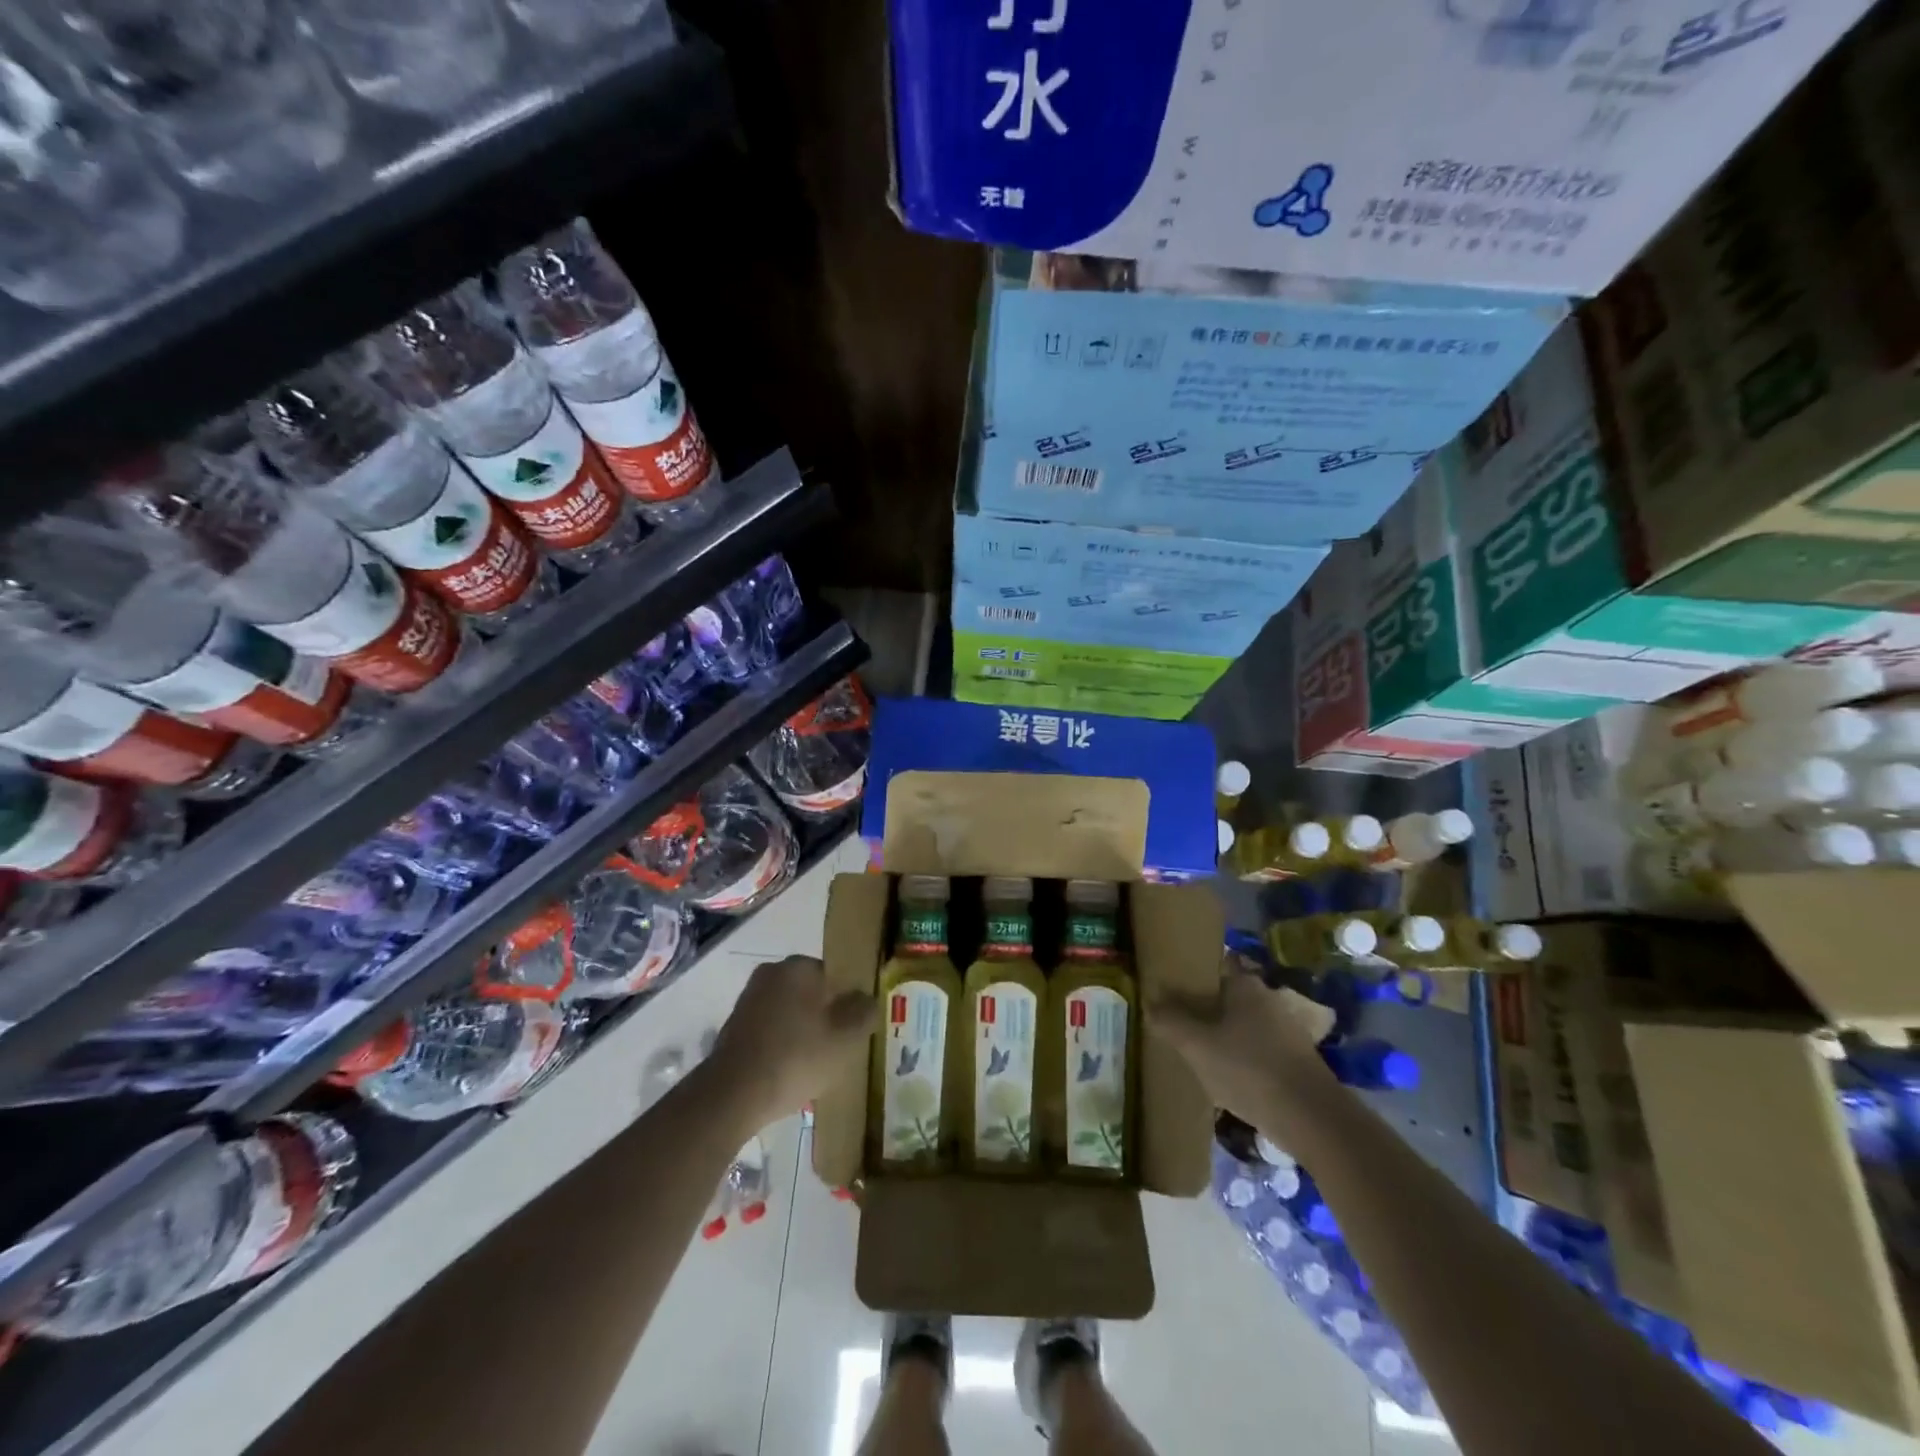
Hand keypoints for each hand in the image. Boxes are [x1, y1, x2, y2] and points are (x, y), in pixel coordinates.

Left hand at [709, 955, 875, 1130]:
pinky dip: (780, 1044)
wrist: (733, 1094)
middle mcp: (771, 973)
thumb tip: (866, 1000)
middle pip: (810, 992)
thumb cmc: (796, 1057)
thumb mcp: (846, 1038)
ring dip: (801, 1030)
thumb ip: (864, 1013)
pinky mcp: (734, 1025)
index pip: (834, 975)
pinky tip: (786, 1071)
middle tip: (835, 1047)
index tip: (851, 1029)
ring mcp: (749, 999)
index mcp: (799, 966)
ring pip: (789, 1011)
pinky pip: (769, 1028)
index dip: (846, 1002)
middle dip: (823, 1015)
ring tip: (811, 1064)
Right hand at [1154, 975, 1338, 1140]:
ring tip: (1195, 1052)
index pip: (1213, 966)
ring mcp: (1285, 1029)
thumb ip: (1170, 1021)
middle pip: (1226, 996)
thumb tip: (1150, 1002)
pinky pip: (1256, 1048)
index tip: (1169, 988)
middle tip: (1176, 1022)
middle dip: (1203, 1007)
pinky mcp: (1295, 1059)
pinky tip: (1225, 1077)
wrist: (1313, 1119)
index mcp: (1244, 984)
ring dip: (1221, 1035)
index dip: (1190, 974)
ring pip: (1242, 1024)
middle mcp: (1267, 998)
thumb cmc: (1248, 1069)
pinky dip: (1240, 1057)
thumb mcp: (1197, 1046)